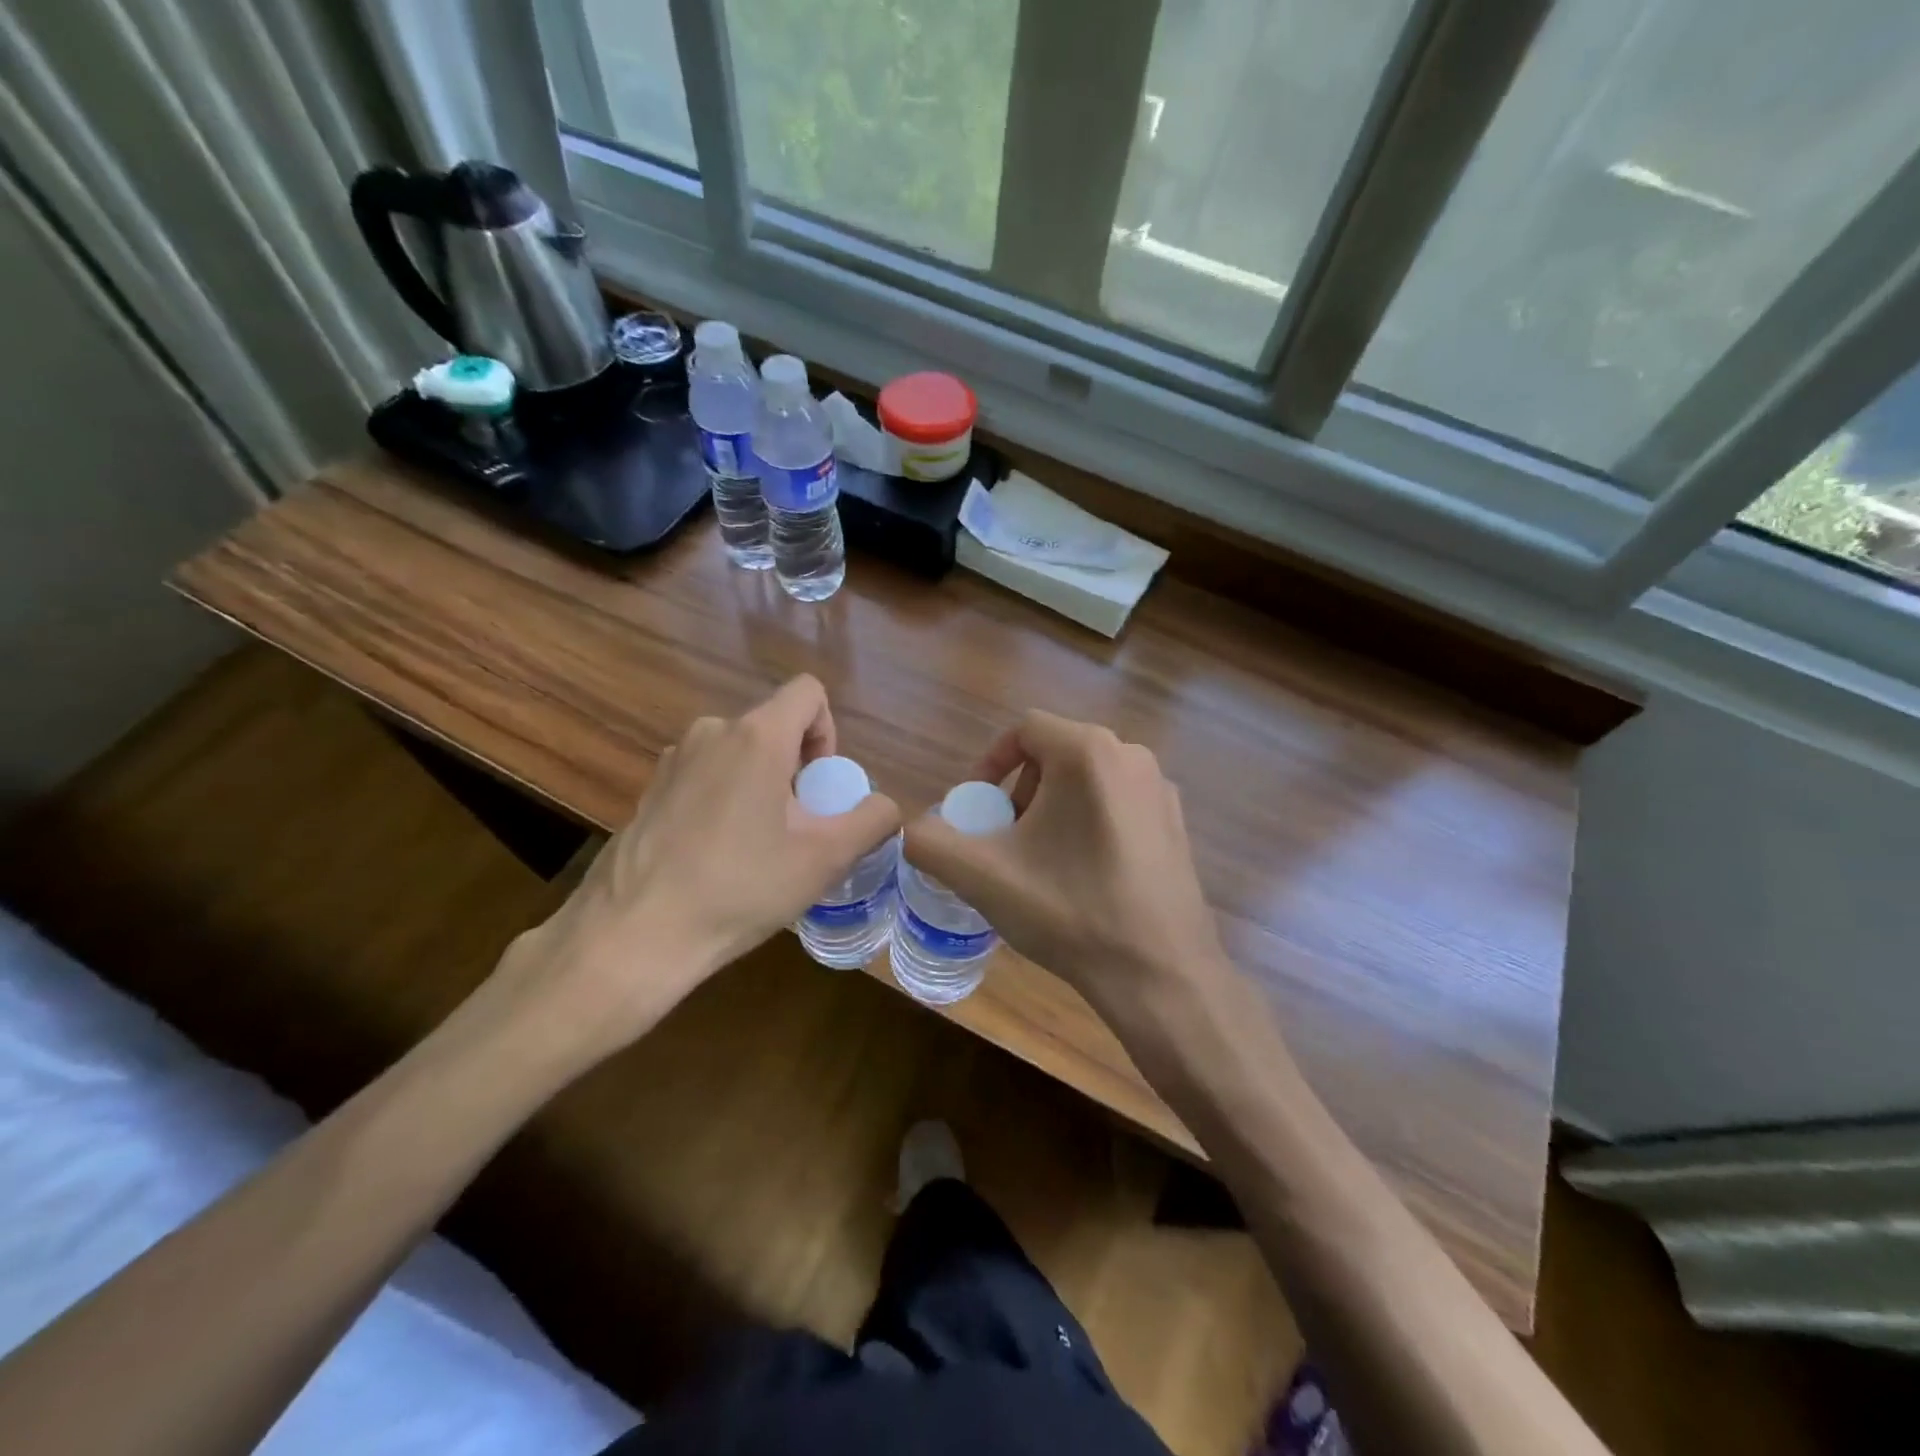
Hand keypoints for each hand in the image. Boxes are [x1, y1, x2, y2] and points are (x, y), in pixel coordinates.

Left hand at [481, 677, 900, 1067]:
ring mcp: (673, 759)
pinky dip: (724, 800)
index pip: (808, 693)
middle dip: (797, 770)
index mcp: (756, 736)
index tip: (820, 789)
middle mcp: (711, 731)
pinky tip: (715, 856)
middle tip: (795, 830)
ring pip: (739, 754)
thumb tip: (885, 805)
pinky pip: (706, 776)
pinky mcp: (649, 789)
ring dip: (761, 786)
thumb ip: (871, 820)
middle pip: (774, 727)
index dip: (828, 733)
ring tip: (756, 848)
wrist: (634, 935)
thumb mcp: (824, 859)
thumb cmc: (740, 889)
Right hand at [902, 711, 1231, 1028]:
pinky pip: (1118, 804)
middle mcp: (1132, 756)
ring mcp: (1161, 791)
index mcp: (1088, 752)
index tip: (977, 809)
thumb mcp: (982, 876)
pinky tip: (1085, 877)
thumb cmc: (1069, 911)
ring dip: (1053, 809)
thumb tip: (914, 829)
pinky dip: (1089, 823)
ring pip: (1088, 780)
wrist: (1160, 975)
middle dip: (1021, 791)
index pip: (1025, 729)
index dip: (990, 763)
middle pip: (1056, 754)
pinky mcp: (1177, 824)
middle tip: (1007, 841)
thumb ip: (930, 842)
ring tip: (1042, 862)